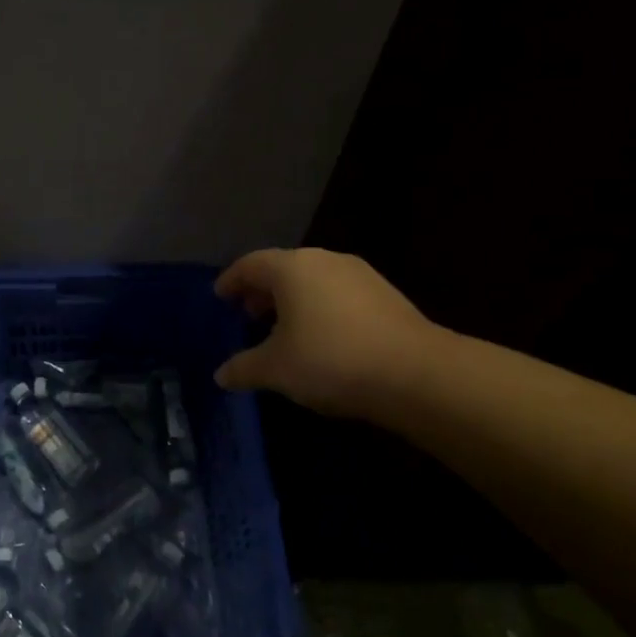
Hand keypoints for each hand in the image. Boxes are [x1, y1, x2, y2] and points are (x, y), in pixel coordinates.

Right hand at [213, 248, 441, 421]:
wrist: (415, 373)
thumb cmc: (330, 360)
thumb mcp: (276, 369)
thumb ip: (243, 368)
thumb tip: (220, 375)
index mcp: (292, 268)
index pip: (250, 264)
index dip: (230, 280)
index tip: (219, 296)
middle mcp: (324, 260)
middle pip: (282, 269)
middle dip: (262, 291)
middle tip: (248, 315)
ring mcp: (359, 274)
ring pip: (313, 281)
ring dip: (292, 301)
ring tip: (283, 331)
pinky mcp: (384, 294)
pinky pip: (337, 293)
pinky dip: (319, 308)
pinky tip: (321, 338)